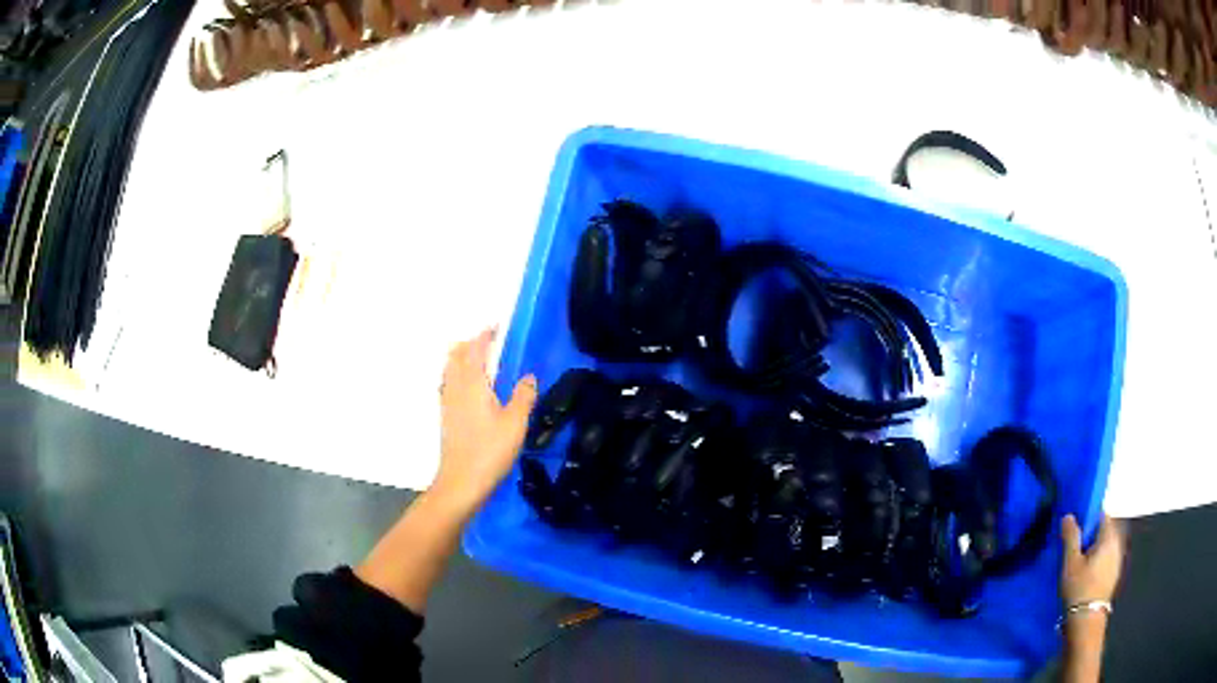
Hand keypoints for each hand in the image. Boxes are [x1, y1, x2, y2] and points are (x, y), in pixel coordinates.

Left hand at [433, 328, 537, 512]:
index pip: (475, 349)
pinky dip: (457, 375)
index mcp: (473, 383)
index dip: (484, 335)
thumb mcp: (516, 423)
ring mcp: (447, 401)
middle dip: (470, 343)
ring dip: (462, 358)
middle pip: (456, 354)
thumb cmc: (490, 451)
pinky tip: (470, 388)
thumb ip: (524, 396)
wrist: (461, 482)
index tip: (496, 327)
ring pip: (450, 369)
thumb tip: (528, 377)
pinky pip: (448, 383)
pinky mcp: (445, 416)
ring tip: (481, 362)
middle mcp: (455, 387)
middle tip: (490, 343)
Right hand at [1061, 514, 1126, 606]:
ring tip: (1080, 562)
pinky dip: (1099, 560)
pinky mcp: (1114, 574)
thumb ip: (1071, 537)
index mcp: (1109, 536)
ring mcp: (1118, 560)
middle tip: (1076, 547)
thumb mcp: (1071, 563)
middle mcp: (1118, 543)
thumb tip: (1069, 515)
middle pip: (1106, 530)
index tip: (1076, 529)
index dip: (1090, 518)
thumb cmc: (1079, 589)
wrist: (1086, 621)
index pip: (1102, 515)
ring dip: (1095, 548)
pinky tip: (1087, 575)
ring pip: (1107, 545)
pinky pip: (1107, 558)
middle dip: (1092, 535)